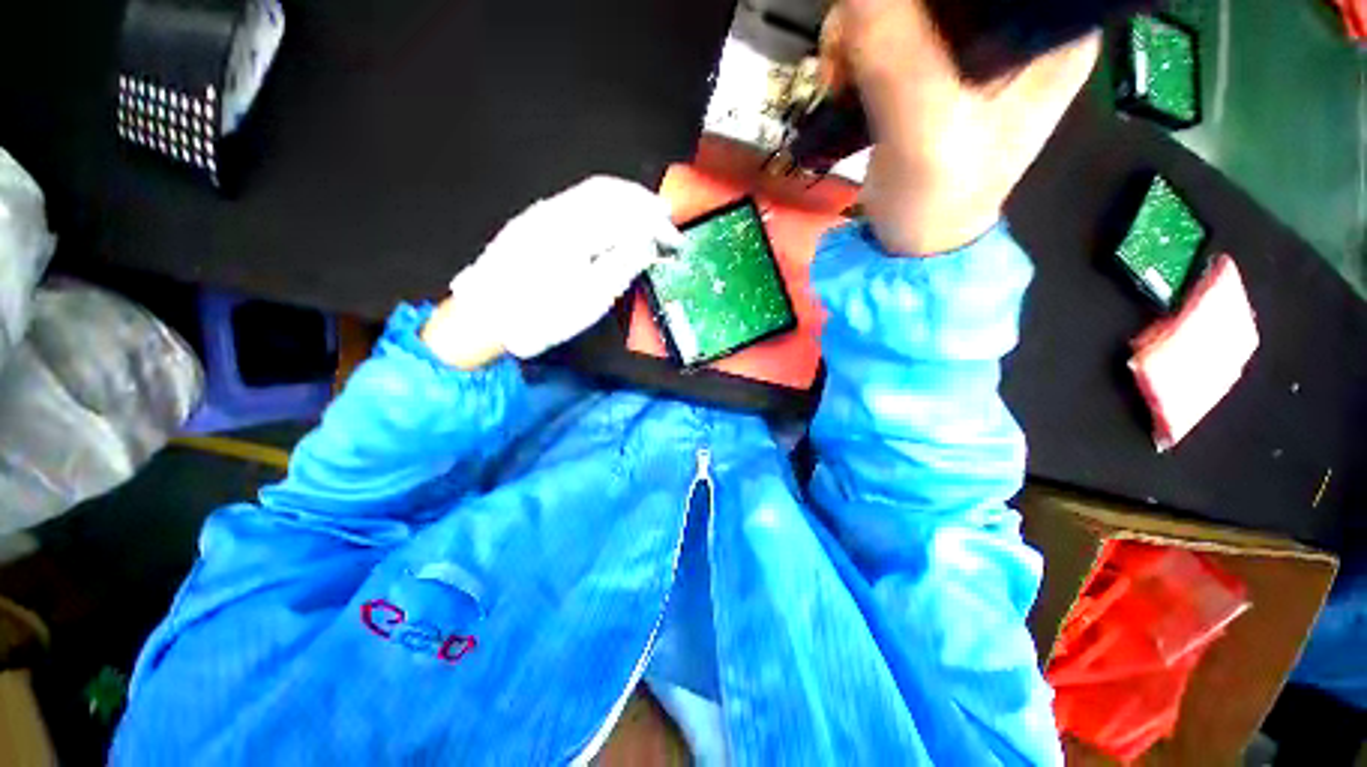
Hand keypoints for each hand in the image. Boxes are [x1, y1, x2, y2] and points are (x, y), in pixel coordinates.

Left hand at [423, 176, 683, 369]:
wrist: (485, 317)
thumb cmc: (541, 314)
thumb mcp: (590, 298)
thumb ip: (623, 265)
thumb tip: (648, 244)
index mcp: (574, 230)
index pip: (626, 213)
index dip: (655, 222)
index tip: (675, 239)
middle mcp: (558, 210)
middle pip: (609, 191)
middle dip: (642, 201)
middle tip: (666, 215)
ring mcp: (542, 212)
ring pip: (591, 192)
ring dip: (624, 200)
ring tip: (646, 213)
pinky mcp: (534, 221)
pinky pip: (577, 201)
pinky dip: (603, 205)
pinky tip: (613, 218)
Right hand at [821, 0, 1099, 254]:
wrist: (913, 244)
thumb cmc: (938, 199)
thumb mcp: (924, 129)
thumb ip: (895, 51)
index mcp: (1047, 29)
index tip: (885, 18)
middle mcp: (1017, 23)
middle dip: (884, 8)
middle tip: (850, 58)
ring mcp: (971, 45)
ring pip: (907, 2)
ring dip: (859, 30)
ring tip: (840, 81)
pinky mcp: (931, 66)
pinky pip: (887, 28)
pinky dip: (854, 48)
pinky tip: (842, 82)